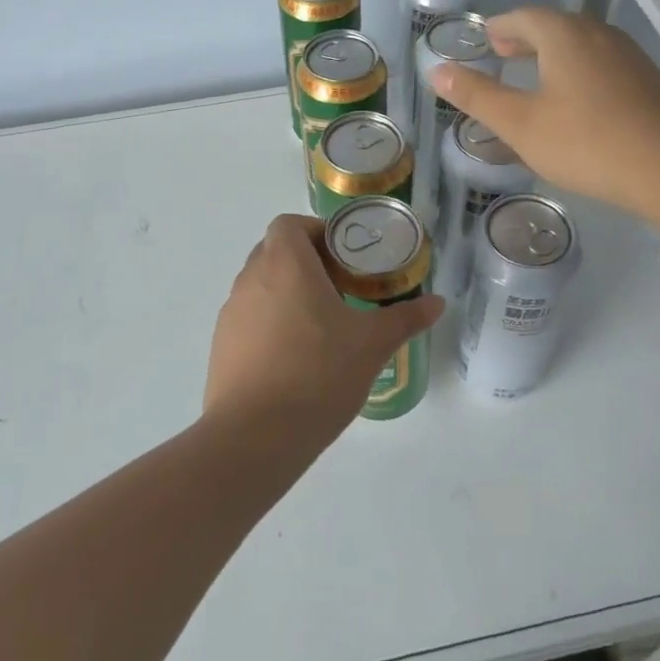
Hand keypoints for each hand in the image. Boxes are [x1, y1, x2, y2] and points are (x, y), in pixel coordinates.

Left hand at [204, 215, 442, 450]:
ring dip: (287, 294)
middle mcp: (251, 279)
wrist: (255, 436)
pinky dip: (270, 324)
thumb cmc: (318, 373)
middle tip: (340, 290)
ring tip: (320, 327)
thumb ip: (405, 318)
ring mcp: (231, 313)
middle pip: (274, 252)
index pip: (289, 224)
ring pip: (261, 286)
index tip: (344, 258)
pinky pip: (249, 319)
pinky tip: (295, 358)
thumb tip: (438, 303)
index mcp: (285, 264)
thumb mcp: (372, 344)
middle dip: (306, 263)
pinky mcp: (221, 346)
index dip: (316, 232)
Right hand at [431, 7, 659, 217]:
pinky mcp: (647, 80)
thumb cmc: (584, 143)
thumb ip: (477, 95)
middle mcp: (598, 34)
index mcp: (565, 35)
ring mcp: (628, 55)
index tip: (486, 41)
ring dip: (553, 53)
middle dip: (525, 38)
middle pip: (555, 25)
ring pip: (581, 44)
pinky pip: (601, 62)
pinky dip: (577, 69)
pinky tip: (575, 100)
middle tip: (503, 54)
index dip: (500, 26)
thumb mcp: (520, 124)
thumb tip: (437, 69)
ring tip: (534, 76)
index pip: (525, 16)